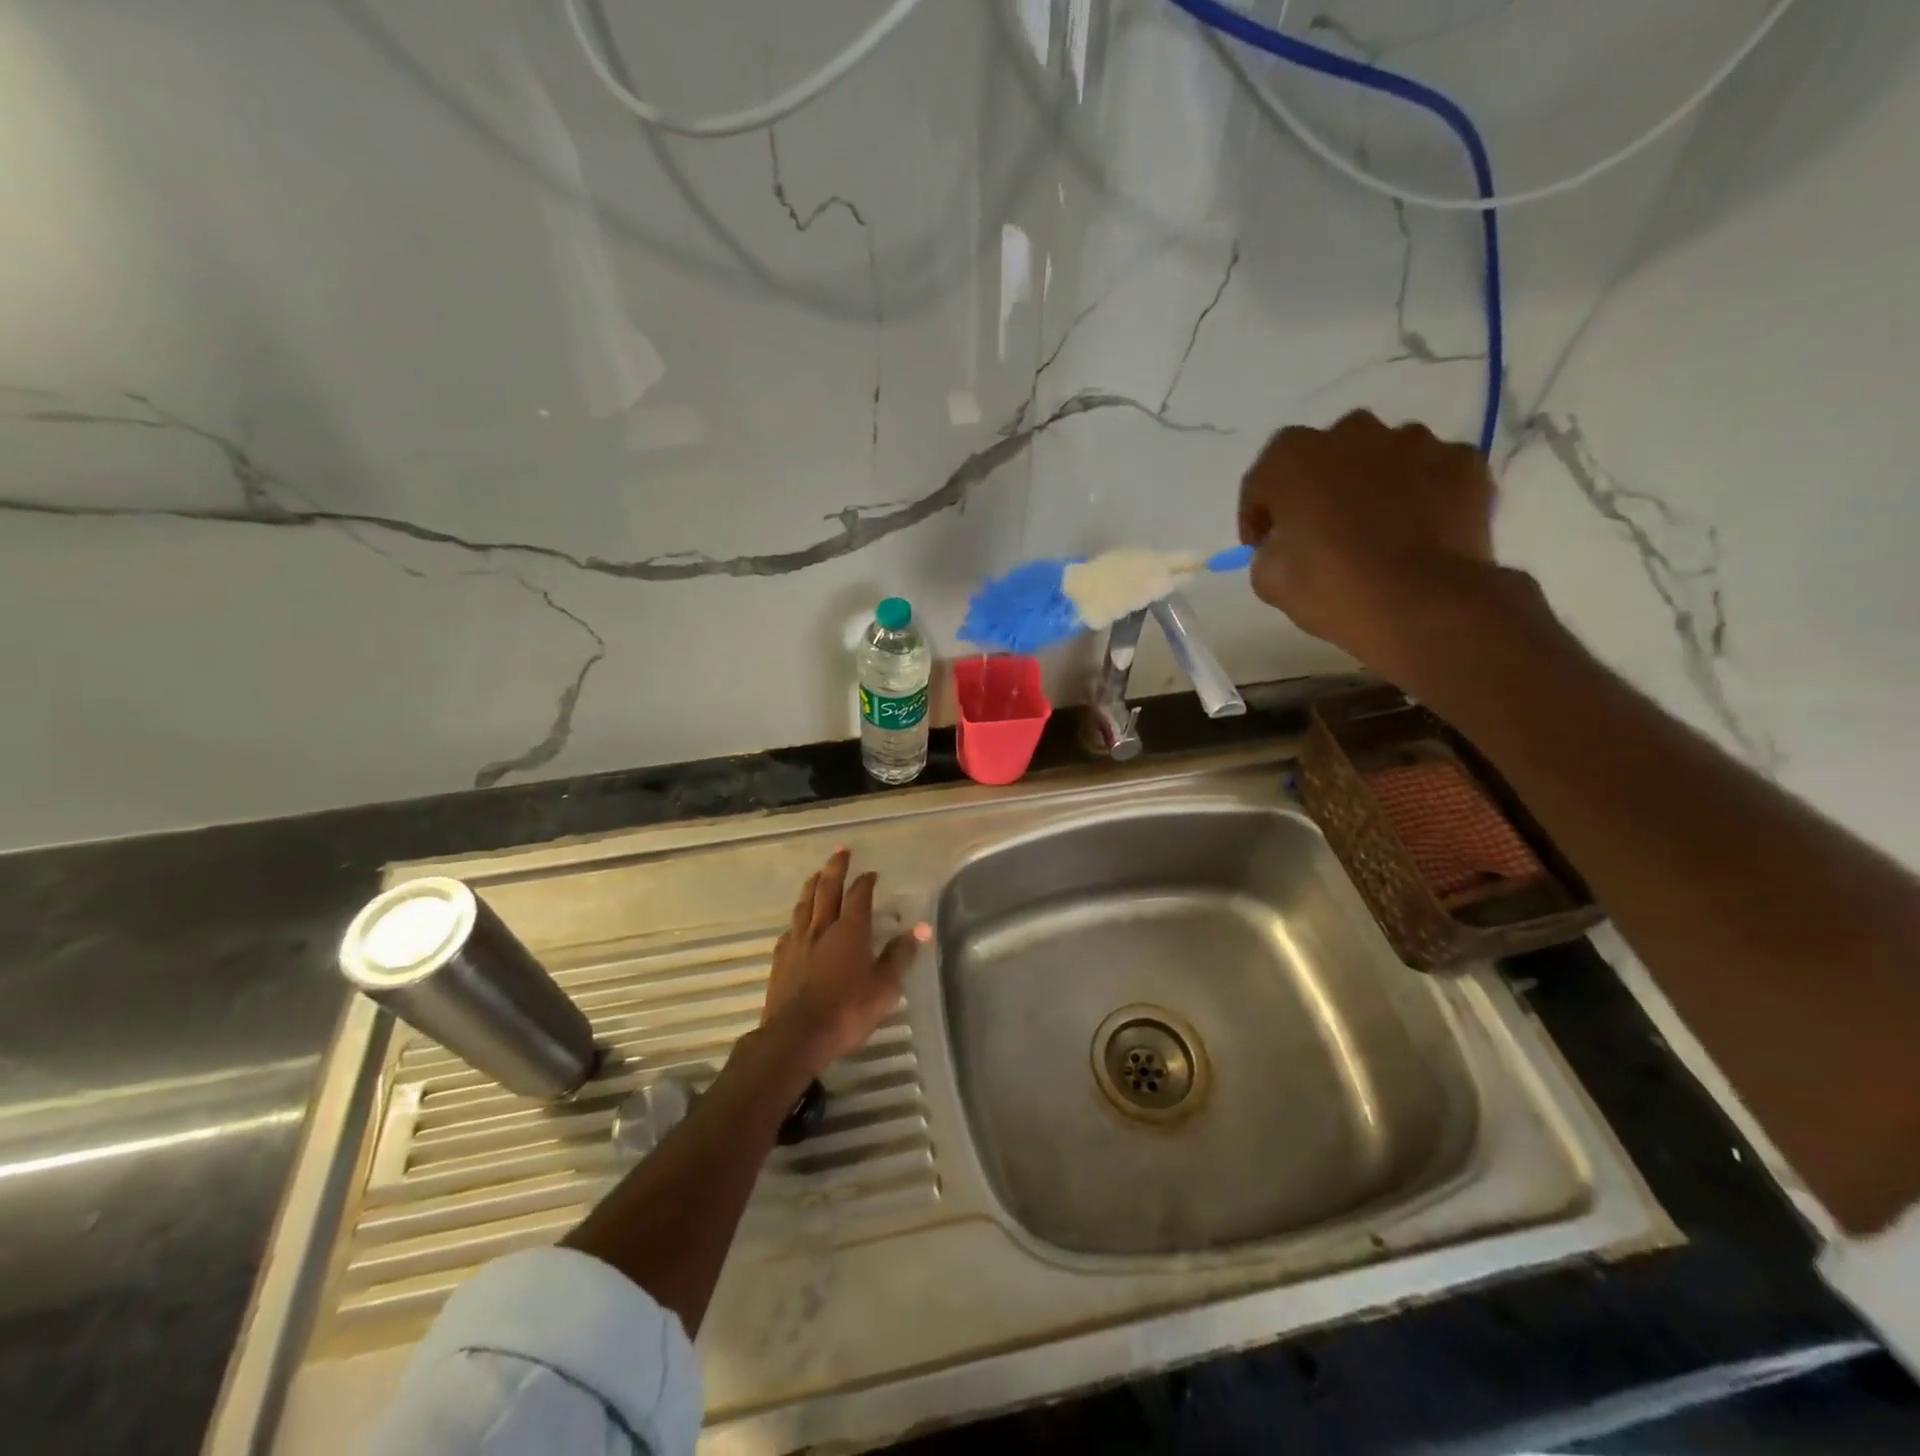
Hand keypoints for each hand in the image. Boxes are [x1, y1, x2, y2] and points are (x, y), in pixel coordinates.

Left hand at [760, 849, 926, 1073]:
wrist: (795, 1037)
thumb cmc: (846, 1012)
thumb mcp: (883, 988)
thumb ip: (900, 956)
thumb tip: (921, 928)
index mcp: (850, 931)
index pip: (858, 895)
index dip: (865, 881)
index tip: (871, 872)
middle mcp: (822, 928)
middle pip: (827, 889)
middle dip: (835, 867)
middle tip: (841, 850)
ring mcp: (798, 941)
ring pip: (805, 903)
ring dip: (813, 885)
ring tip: (817, 874)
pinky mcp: (781, 958)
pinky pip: (791, 928)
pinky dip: (799, 917)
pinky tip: (799, 922)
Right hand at [1238, 411, 1499, 678]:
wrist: (1423, 604)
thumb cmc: (1332, 589)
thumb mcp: (1270, 581)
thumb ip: (1269, 550)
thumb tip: (1284, 545)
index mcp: (1294, 458)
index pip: (1263, 479)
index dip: (1259, 514)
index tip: (1263, 544)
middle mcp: (1353, 433)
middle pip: (1326, 455)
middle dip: (1319, 486)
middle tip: (1320, 529)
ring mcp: (1414, 442)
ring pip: (1382, 456)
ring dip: (1373, 483)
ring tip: (1377, 527)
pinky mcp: (1462, 461)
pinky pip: (1431, 472)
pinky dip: (1422, 493)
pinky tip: (1420, 529)